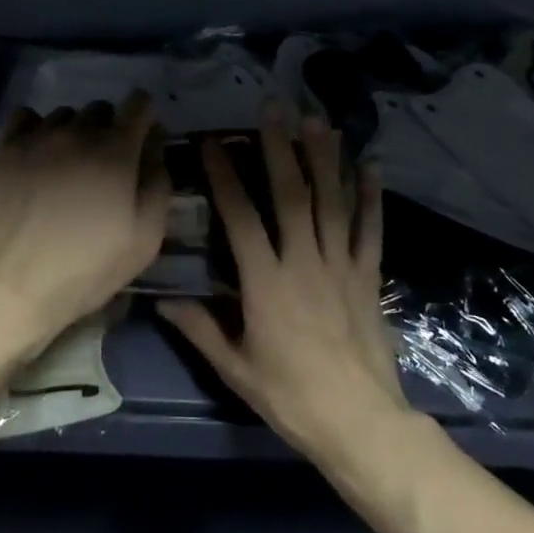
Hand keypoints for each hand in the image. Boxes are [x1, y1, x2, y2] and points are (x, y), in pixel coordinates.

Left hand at [0, 91, 170, 352]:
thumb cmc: (86, 268)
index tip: (141, 142)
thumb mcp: (145, 239)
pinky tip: (36, 154)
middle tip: (103, 167)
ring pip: (64, 115)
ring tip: (66, 166)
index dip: (145, 118)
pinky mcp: (4, 148)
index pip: (140, 103)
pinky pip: (25, 117)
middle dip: (109, 130)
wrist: (12, 286)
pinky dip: (36, 128)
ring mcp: (37, 136)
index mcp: (116, 150)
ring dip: (73, 132)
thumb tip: (154, 148)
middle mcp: (77, 131)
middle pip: (101, 109)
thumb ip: (158, 184)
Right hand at [160, 106, 408, 463]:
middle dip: (280, 148)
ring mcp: (340, 265)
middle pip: (291, 195)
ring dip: (324, 158)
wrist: (360, 424)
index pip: (240, 217)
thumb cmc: (291, 397)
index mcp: (266, 282)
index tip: (212, 142)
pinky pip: (369, 230)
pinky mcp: (368, 276)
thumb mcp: (236, 368)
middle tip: (274, 108)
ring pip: (331, 202)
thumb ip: (200, 329)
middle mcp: (303, 261)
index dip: (225, 176)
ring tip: (318, 120)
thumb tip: (162, 300)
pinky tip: (370, 165)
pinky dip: (370, 197)